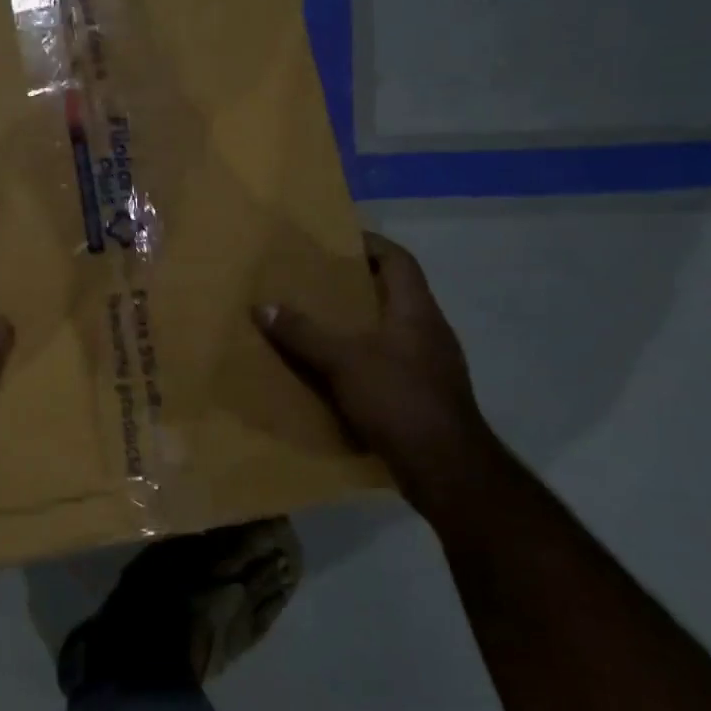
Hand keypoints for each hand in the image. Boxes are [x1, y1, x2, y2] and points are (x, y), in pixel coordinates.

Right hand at [256, 232, 501, 521]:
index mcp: (417, 311)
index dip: (371, 244)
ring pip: (392, 329)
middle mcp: (429, 331)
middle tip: (317, 282)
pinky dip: (365, 358)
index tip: (338, 241)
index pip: (399, 260)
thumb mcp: (343, 361)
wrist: (447, 469)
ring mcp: (432, 365)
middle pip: (394, 293)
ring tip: (321, 323)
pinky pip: (391, 362)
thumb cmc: (398, 399)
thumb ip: (303, 333)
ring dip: (360, 323)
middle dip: (357, 285)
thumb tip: (263, 306)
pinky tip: (338, 371)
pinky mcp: (426, 395)